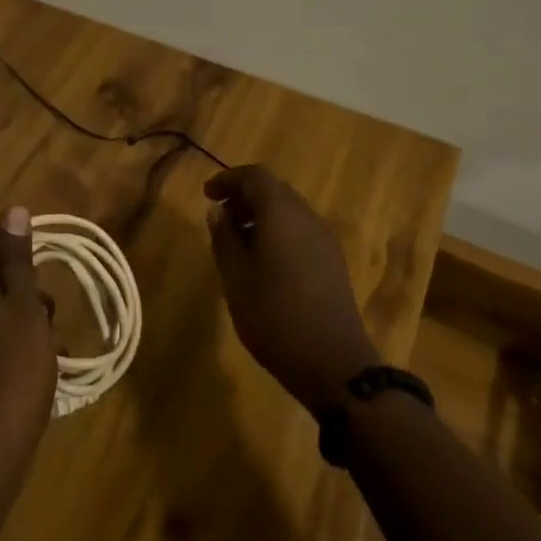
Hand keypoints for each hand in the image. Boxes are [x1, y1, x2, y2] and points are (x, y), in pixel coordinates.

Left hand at [0, 207, 57, 485]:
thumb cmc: (12, 372)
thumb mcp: (25, 308)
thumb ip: (17, 259)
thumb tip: (13, 210)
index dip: (19, 268)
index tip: (44, 294)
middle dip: (23, 301)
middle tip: (51, 327)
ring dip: (17, 330)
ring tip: (48, 357)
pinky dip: (3, 356)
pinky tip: (27, 380)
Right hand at [205, 165, 380, 410]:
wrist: (334, 363)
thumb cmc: (275, 317)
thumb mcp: (236, 279)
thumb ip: (225, 239)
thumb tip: (218, 212)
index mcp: (282, 214)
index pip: (255, 176)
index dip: (228, 180)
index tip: (207, 195)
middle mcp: (307, 217)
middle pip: (274, 190)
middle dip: (244, 196)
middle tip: (219, 217)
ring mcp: (324, 239)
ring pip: (289, 210)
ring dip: (261, 215)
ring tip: (236, 241)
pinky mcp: (332, 261)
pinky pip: (300, 230)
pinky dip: (277, 231)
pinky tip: (263, 261)